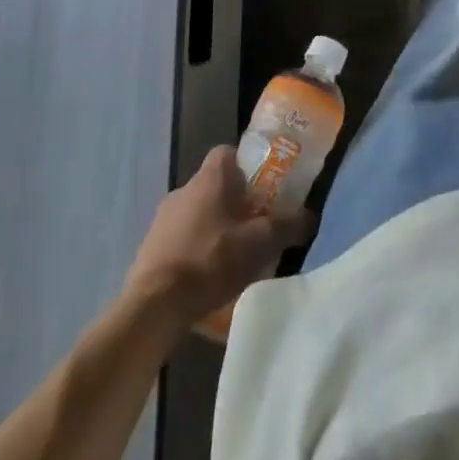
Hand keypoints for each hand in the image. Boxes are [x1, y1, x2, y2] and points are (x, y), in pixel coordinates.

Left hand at [127, 147, 314, 323]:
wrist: (154, 306)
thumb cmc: (211, 260)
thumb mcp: (261, 242)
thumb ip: (288, 225)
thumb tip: (309, 217)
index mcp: (209, 178)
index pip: (228, 152)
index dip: (247, 165)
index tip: (263, 187)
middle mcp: (183, 190)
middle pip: (214, 186)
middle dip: (234, 203)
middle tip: (255, 225)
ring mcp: (161, 220)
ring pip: (197, 213)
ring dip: (213, 228)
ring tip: (233, 256)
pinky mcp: (148, 249)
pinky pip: (180, 239)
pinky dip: (194, 250)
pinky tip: (207, 277)